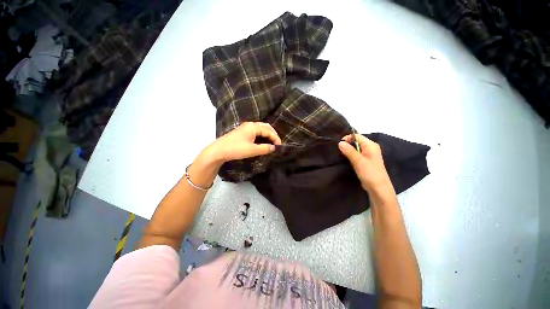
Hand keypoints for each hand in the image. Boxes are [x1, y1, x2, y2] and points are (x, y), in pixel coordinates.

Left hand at [205, 122, 281, 163]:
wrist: (218, 150)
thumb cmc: (236, 149)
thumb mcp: (252, 150)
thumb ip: (265, 148)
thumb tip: (274, 148)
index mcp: (253, 127)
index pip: (269, 131)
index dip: (276, 138)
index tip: (279, 146)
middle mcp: (250, 124)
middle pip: (266, 127)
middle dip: (273, 134)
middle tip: (277, 143)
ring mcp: (246, 127)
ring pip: (261, 128)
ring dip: (268, 134)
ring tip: (271, 142)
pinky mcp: (242, 131)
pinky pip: (256, 131)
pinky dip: (262, 135)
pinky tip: (262, 141)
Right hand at [338, 134, 393, 193]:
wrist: (378, 188)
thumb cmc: (369, 173)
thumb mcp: (358, 161)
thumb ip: (349, 151)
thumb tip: (340, 143)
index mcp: (370, 145)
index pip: (357, 136)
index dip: (347, 138)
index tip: (338, 145)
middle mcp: (370, 148)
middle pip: (356, 141)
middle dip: (347, 144)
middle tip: (338, 150)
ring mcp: (368, 155)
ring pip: (356, 148)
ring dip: (348, 150)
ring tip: (341, 155)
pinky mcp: (366, 161)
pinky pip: (357, 154)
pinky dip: (351, 155)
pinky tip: (346, 159)